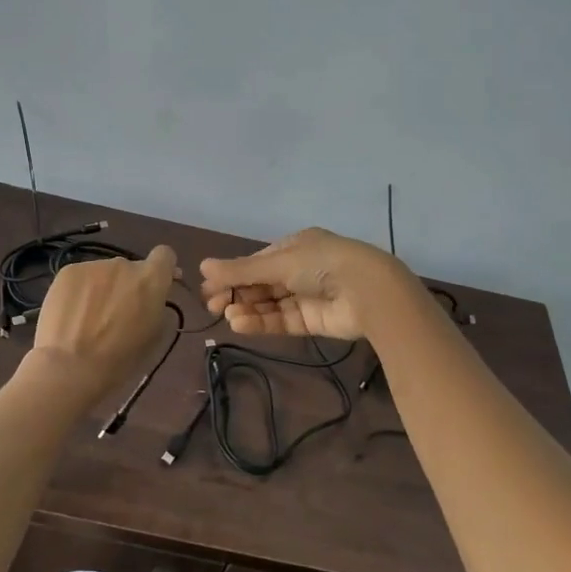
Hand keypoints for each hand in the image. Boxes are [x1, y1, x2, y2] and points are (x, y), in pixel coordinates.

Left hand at [29, 245, 178, 403]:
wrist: (71, 367)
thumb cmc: (120, 360)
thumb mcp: (154, 335)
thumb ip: (156, 307)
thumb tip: (151, 298)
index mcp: (152, 279)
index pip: (165, 256)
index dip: (161, 270)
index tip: (154, 287)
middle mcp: (124, 264)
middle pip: (130, 268)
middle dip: (127, 285)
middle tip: (116, 313)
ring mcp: (94, 265)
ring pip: (104, 273)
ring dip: (102, 288)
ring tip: (88, 318)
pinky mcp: (68, 271)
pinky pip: (81, 277)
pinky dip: (80, 291)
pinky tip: (71, 314)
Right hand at [197, 229, 410, 341]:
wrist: (368, 292)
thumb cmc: (321, 264)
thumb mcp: (279, 262)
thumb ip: (241, 270)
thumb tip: (203, 266)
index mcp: (295, 247)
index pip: (257, 261)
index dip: (233, 274)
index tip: (209, 287)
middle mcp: (300, 270)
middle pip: (261, 284)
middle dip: (237, 293)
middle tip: (212, 305)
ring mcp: (306, 296)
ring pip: (269, 304)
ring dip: (247, 309)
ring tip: (227, 315)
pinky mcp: (311, 321)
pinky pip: (281, 320)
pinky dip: (260, 322)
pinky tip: (240, 324)